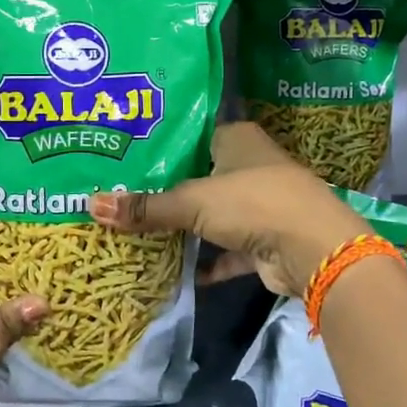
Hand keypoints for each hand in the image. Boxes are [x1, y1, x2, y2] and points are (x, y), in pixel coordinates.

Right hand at [88, 121, 369, 297]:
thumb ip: (145, 207)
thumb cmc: (252, 203)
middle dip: (167, 192)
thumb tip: (91, 205)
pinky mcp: (265, 240)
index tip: (123, 161)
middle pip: (200, 176)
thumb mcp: (192, 201)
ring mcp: (261, 204)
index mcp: (237, 138)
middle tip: (123, 198)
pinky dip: (208, 261)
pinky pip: (228, 249)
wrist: (314, 249)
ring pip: (214, 214)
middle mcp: (250, 165)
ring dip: (187, 227)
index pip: (191, 136)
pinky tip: (178, 270)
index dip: (160, 149)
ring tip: (141, 231)